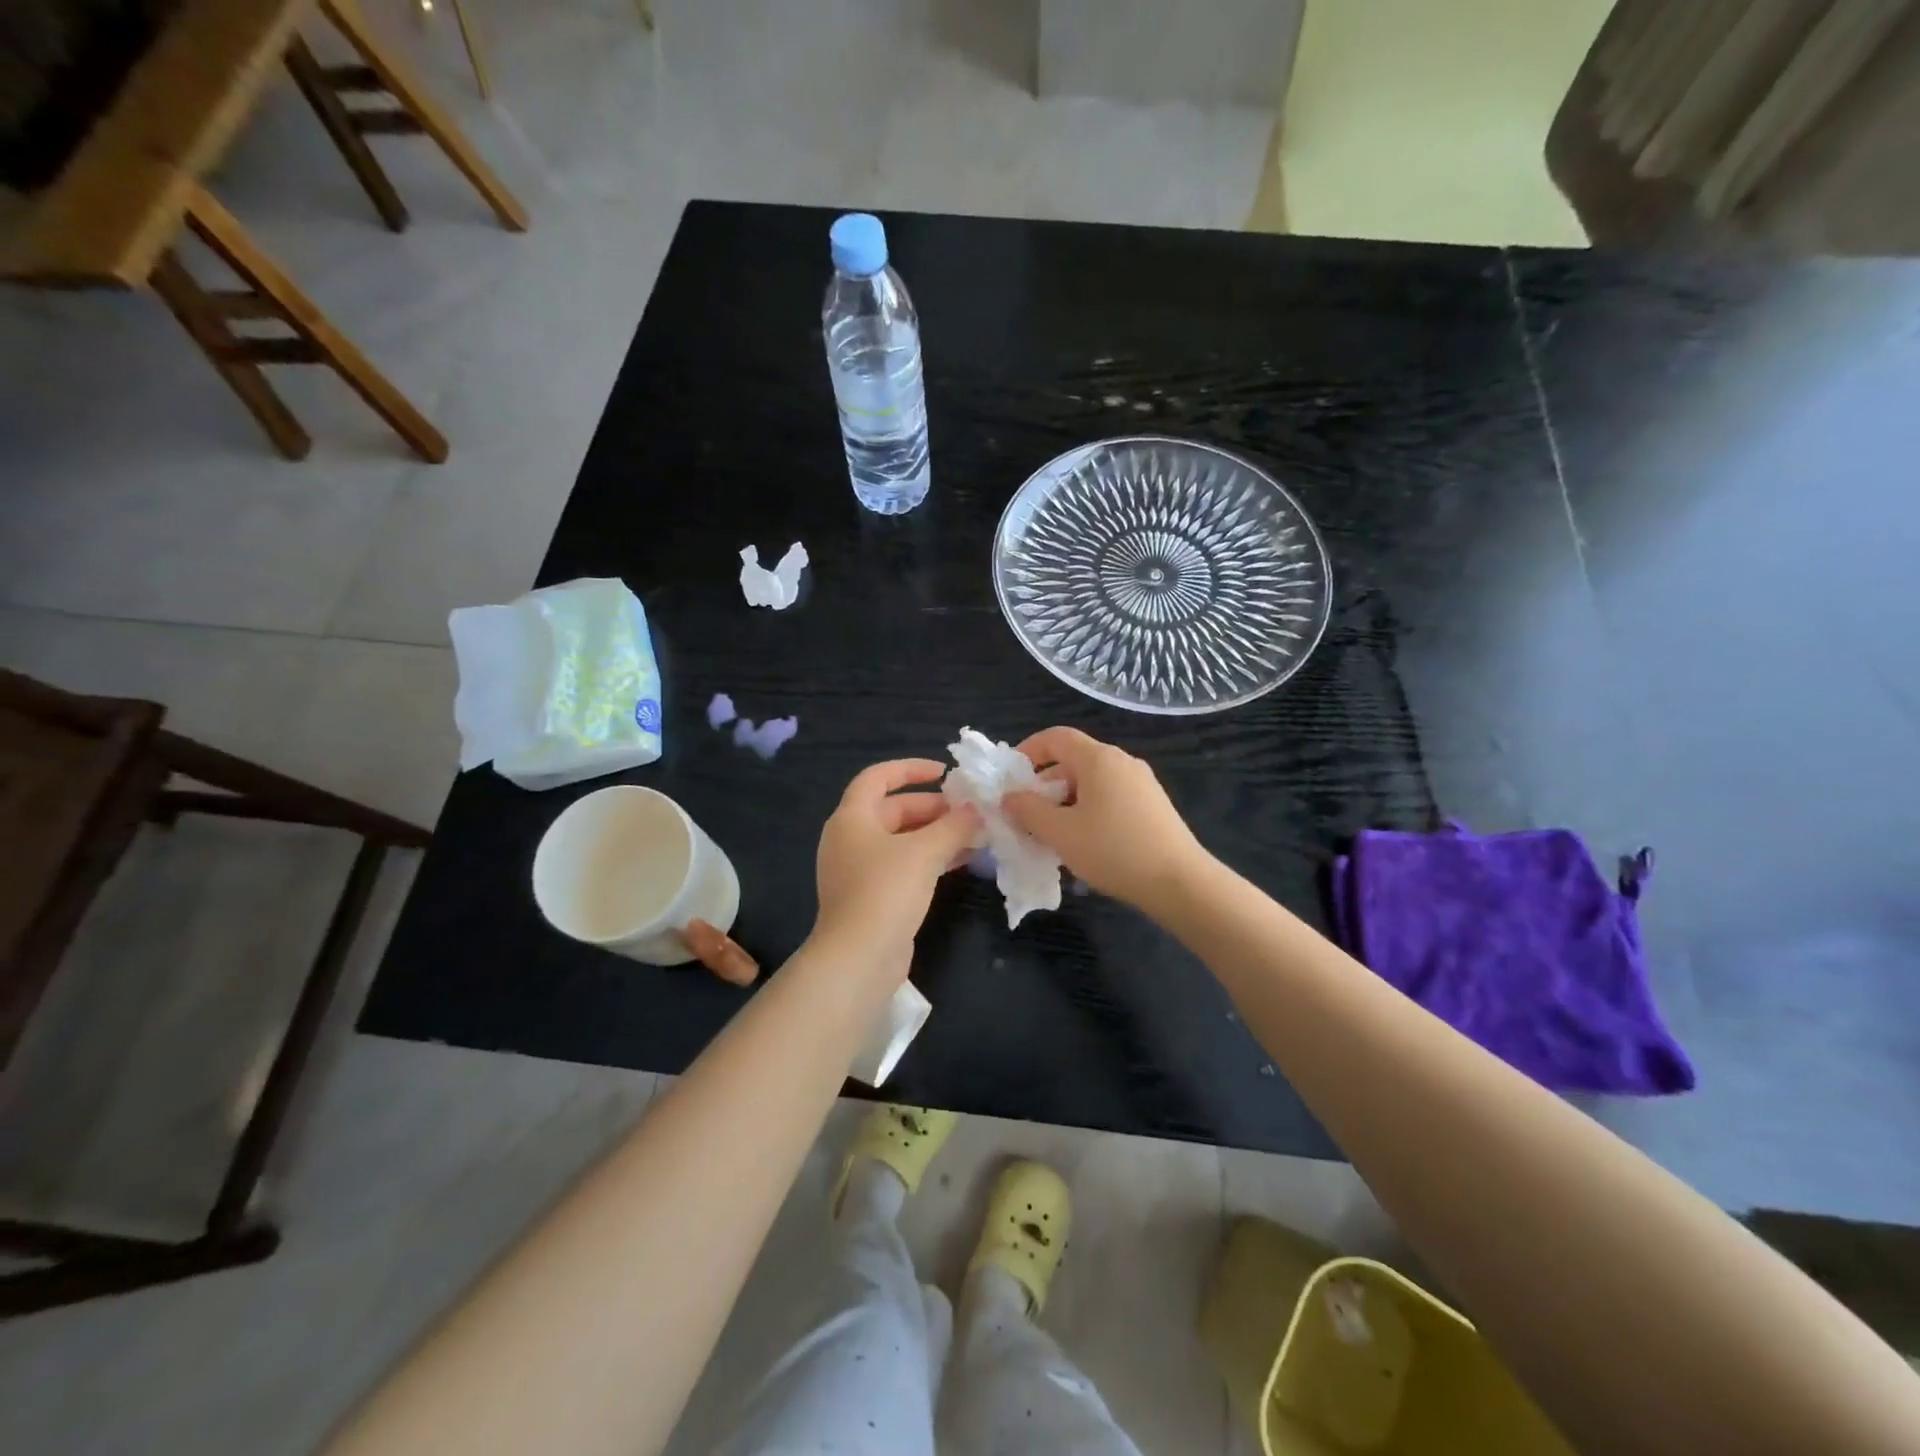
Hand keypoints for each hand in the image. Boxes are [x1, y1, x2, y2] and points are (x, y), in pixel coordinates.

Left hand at [813, 759, 981, 980]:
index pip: (878, 777)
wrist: (859, 957)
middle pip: (894, 810)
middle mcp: (851, 838)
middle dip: (933, 807)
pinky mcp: (873, 896)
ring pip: (903, 840)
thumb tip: (977, 810)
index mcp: (852, 817)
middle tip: (970, 811)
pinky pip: (905, 865)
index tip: (945, 773)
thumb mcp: (924, 851)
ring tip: (976, 834)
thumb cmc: (885, 891)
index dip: (911, 769)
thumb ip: (954, 825)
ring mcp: (860, 869)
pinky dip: (931, 858)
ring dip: (937, 834)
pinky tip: (964, 860)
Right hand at [1002, 727, 1208, 913]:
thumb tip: (1009, 796)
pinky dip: (1088, 810)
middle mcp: (1122, 762)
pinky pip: (1110, 797)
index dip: (1028, 750)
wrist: (1179, 882)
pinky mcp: (1153, 805)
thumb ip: (1028, 810)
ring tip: (1052, 834)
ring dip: (1065, 801)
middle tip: (1026, 814)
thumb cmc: (1113, 850)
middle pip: (1073, 760)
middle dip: (1044, 784)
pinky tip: (1084, 842)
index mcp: (1099, 759)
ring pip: (1092, 782)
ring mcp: (1142, 783)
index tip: (1010, 777)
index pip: (1056, 737)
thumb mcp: (1060, 832)